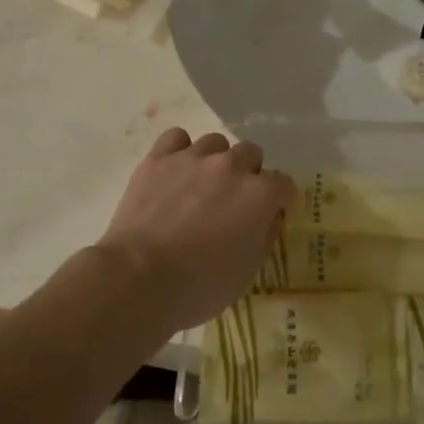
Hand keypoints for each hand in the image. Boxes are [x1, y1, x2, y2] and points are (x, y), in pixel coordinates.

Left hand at [98, 128, 293, 332]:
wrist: (139, 279)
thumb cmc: (199, 286)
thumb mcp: (247, 272)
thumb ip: (264, 236)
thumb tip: (268, 218)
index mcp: (260, 195)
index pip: (284, 184)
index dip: (278, 200)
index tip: (269, 214)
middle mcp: (232, 166)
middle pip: (251, 154)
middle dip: (247, 174)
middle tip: (232, 201)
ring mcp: (194, 157)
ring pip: (216, 143)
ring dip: (215, 161)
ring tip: (200, 185)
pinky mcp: (159, 158)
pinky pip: (177, 138)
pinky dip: (179, 151)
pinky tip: (175, 170)